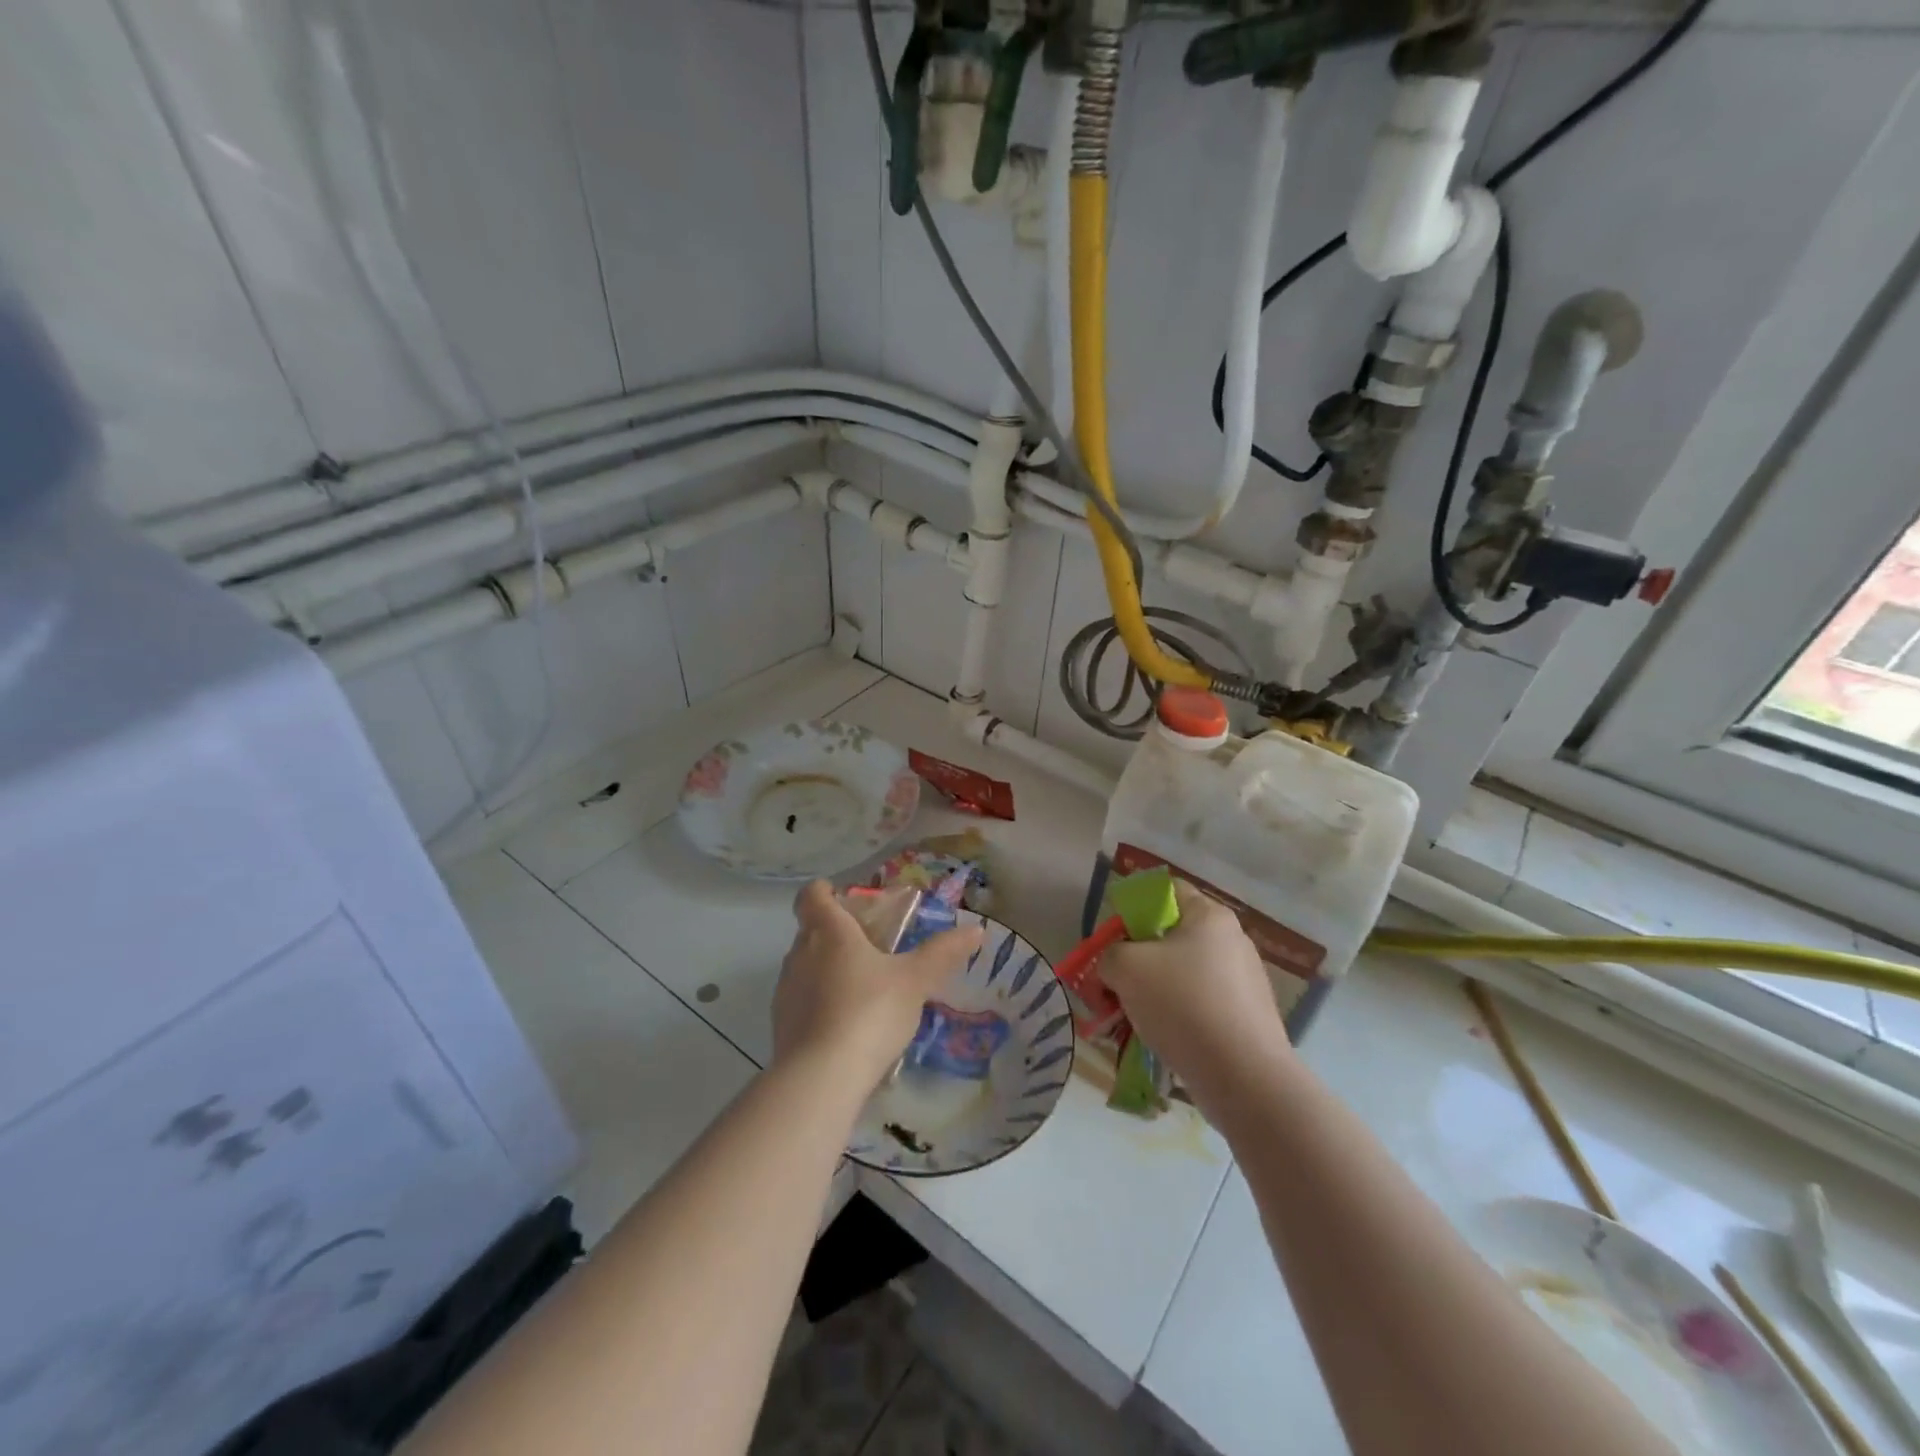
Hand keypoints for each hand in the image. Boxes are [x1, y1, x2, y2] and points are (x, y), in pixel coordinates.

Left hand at [772, 880, 982, 1092]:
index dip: (825, 891)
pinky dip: (822, 1004)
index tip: (845, 897)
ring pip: (806, 967)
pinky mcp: (782, 1026)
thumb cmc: (869, 1011)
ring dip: (829, 969)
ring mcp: (786, 991)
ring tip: (865, 988)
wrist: (820, 1078)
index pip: (812, 896)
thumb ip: (943, 953)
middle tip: (872, 945)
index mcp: (828, 931)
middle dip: (837, 933)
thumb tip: (976, 929)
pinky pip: (803, 1002)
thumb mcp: (915, 980)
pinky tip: (849, 1025)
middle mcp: (799, 954)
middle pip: (811, 930)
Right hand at [1098, 880, 1290, 1106]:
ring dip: (1151, 992)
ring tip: (1129, 1020)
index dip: (1132, 909)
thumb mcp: (1125, 967)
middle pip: (1170, 937)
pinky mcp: (1246, 1017)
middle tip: (1113, 983)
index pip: (1165, 891)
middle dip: (1136, 959)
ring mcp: (1243, 981)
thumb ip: (1109, 954)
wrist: (1244, 1078)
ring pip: (1182, 975)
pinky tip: (1157, 1039)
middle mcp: (1232, 941)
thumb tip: (1115, 966)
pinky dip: (1175, 1017)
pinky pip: (1199, 1006)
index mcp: (1209, 916)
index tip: (1113, 940)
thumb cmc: (1182, 1004)